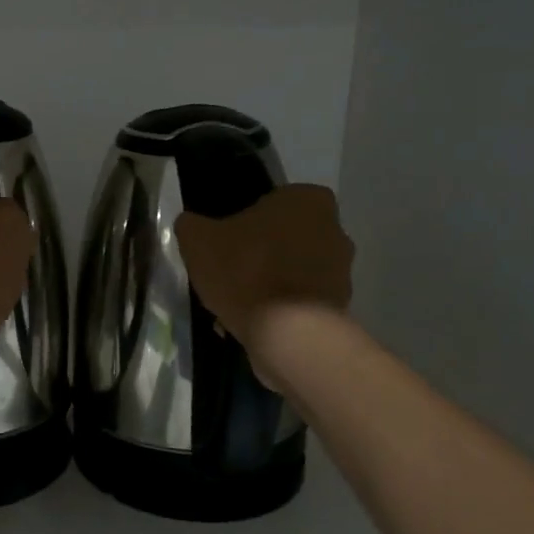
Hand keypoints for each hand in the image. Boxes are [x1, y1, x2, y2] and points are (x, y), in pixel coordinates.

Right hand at [176, 183, 354, 352]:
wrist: (289, 333)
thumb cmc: (246, 271)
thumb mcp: (198, 240)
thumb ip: (192, 225)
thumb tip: (192, 224)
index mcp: (307, 200)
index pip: (271, 202)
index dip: (244, 222)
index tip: (225, 242)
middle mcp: (335, 230)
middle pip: (284, 238)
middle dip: (259, 255)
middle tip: (228, 274)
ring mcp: (341, 271)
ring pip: (292, 272)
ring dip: (269, 285)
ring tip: (235, 307)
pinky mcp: (339, 306)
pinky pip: (300, 303)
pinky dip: (280, 311)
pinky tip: (253, 325)